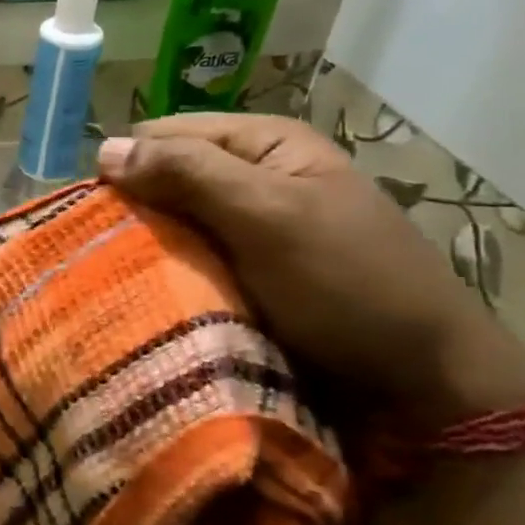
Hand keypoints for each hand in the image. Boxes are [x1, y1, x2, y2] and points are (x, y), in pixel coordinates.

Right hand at [98, 114, 524, 432]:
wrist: (421, 389)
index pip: (162, 135)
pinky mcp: (244, 277)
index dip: (130, 168)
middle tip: (111, 258)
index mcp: (263, 144)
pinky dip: (166, 280)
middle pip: (164, 181)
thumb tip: (103, 150)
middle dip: (136, 215)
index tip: (104, 218)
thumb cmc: (349, 285)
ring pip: (170, 228)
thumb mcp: (270, 216)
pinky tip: (151, 300)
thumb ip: (189, 174)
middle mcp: (252, 179)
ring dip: (148, 253)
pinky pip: (186, 266)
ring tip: (123, 284)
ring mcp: (248, 231)